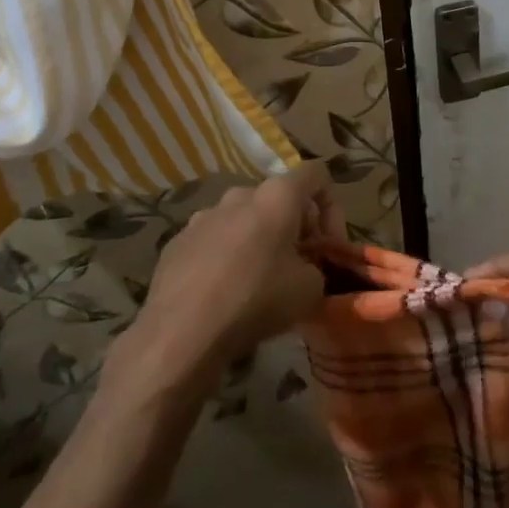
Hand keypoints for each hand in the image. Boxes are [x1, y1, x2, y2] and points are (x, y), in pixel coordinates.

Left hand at [127, 161, 337, 383]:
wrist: (181, 333)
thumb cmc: (256, 301)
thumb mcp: (310, 290)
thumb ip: (317, 268)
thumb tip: (306, 269)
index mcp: (277, 196)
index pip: (316, 174)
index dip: (331, 205)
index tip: (328, 244)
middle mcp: (240, 194)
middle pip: (278, 198)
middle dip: (293, 227)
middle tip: (297, 266)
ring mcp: (204, 215)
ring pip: (243, 219)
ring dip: (258, 240)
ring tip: (257, 281)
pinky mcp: (178, 241)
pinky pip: (213, 240)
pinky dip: (226, 257)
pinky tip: (222, 293)